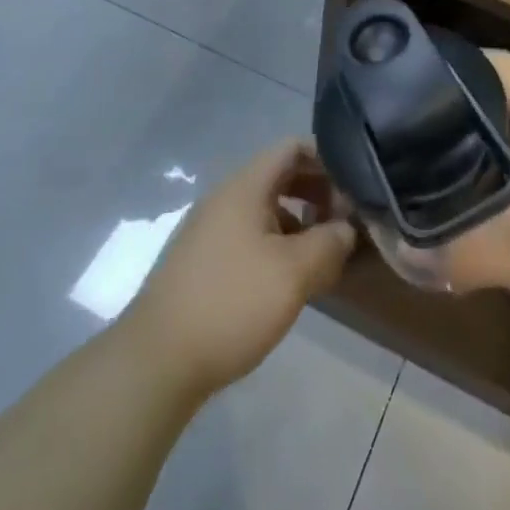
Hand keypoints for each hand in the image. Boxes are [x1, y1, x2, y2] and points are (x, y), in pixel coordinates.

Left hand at [124, 139, 356, 398]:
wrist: (156, 361)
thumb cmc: (231, 303)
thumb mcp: (294, 273)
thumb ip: (329, 243)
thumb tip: (347, 228)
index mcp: (245, 186)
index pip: (292, 147)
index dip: (327, 161)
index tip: (353, 191)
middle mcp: (225, 197)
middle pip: (280, 176)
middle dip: (317, 194)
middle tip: (344, 224)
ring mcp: (210, 229)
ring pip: (265, 209)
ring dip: (299, 223)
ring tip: (323, 257)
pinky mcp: (202, 261)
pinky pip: (249, 236)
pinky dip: (277, 245)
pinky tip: (289, 281)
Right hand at [441, 52, 509, 344]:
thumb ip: (458, 253)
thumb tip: (400, 252)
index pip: (495, 63)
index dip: (454, 65)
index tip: (415, 87)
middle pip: (507, 89)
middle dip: (463, 105)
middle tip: (421, 133)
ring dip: (493, 133)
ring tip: (451, 159)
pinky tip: (506, 194)